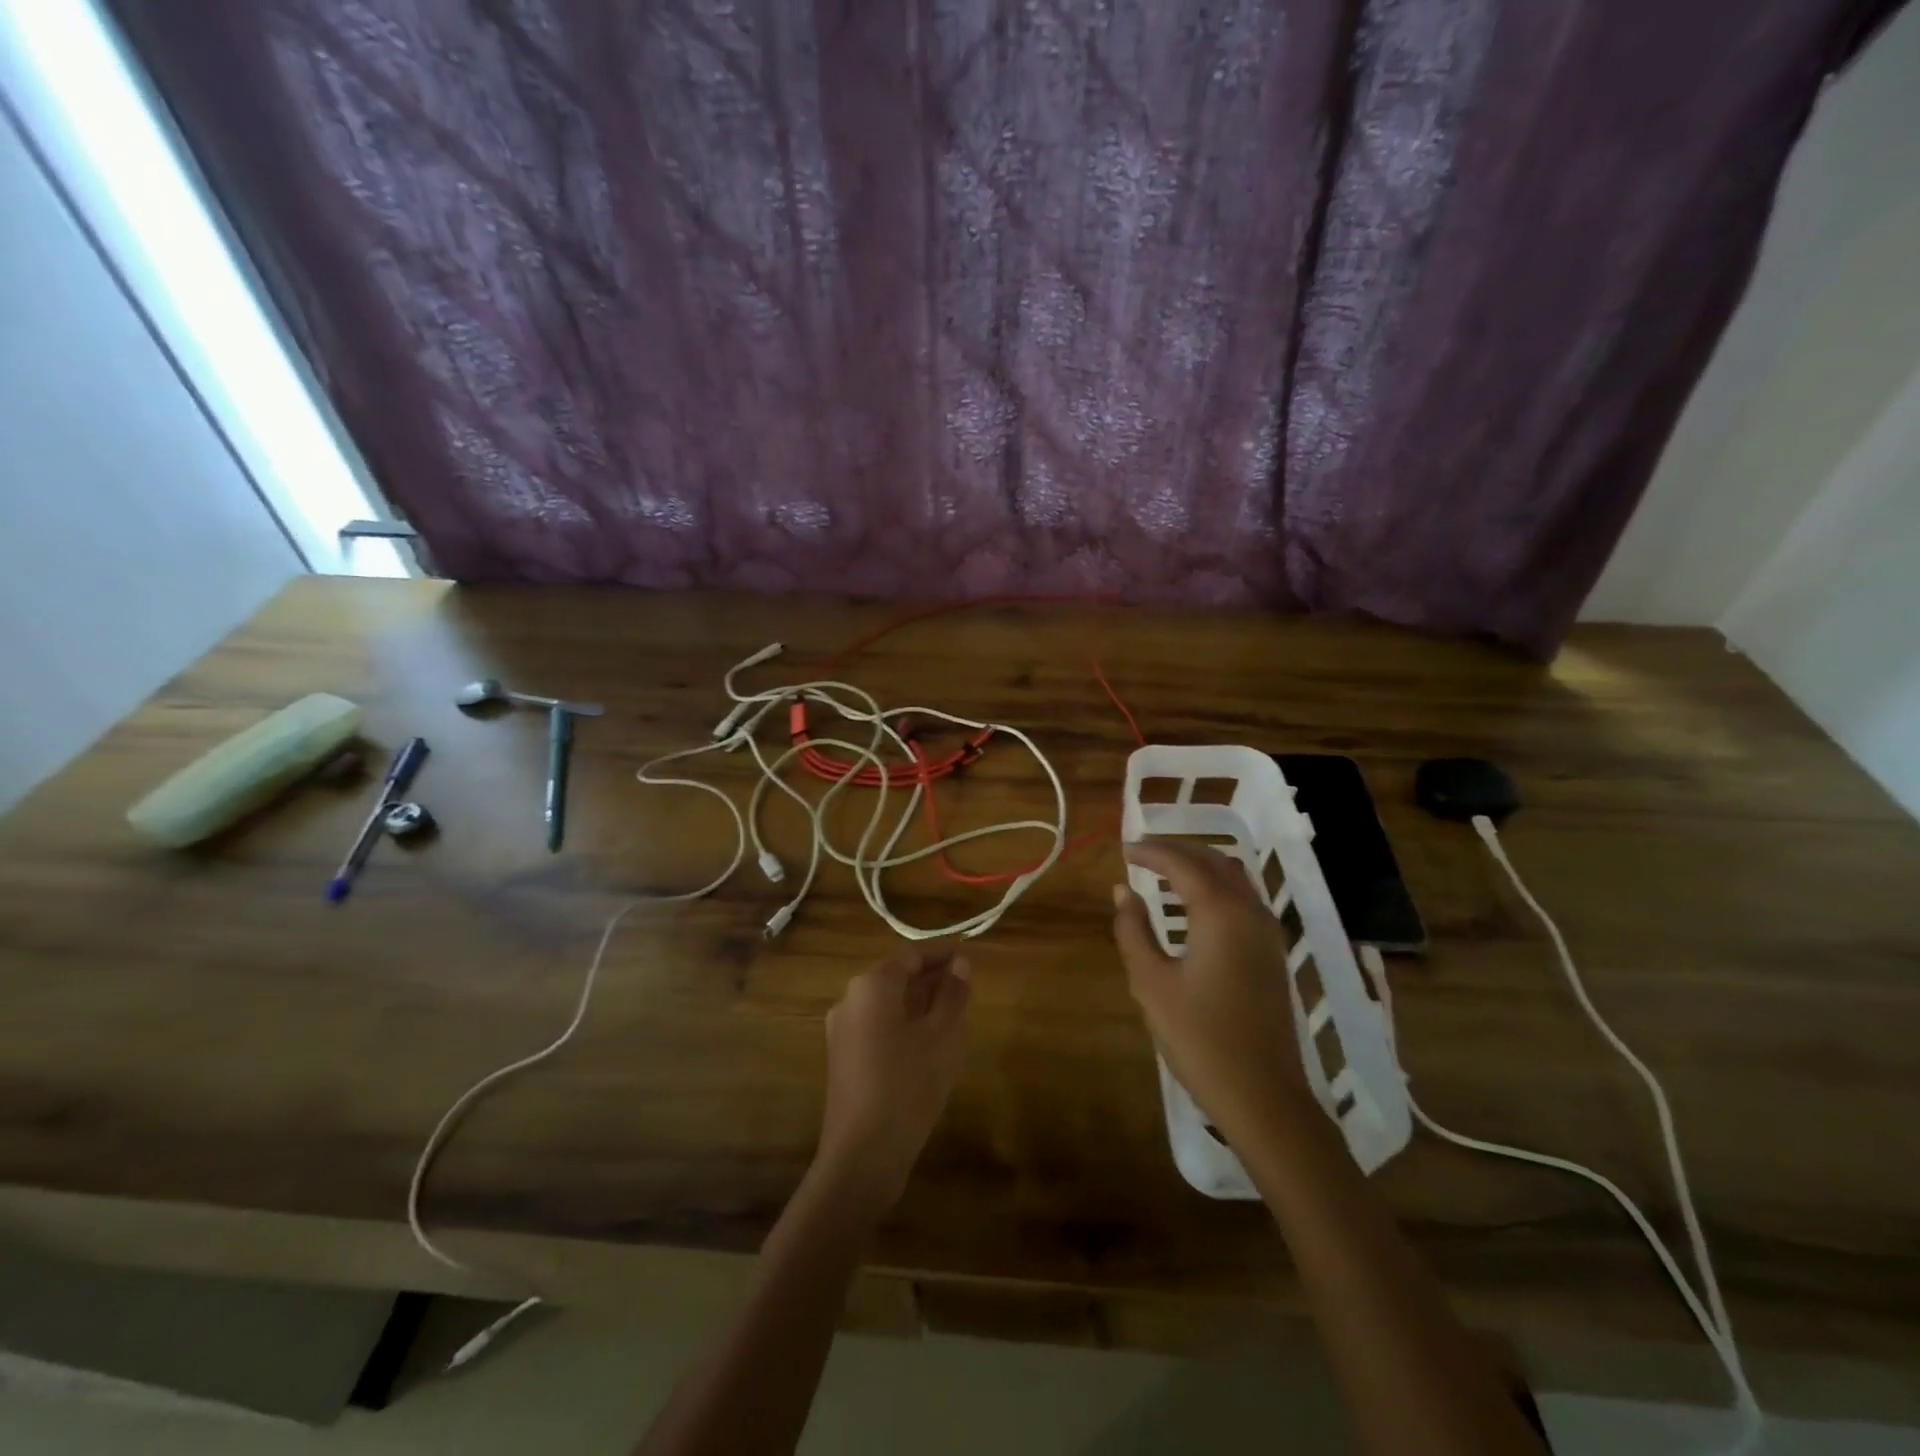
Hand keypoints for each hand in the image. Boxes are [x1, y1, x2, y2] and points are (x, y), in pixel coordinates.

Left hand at [816, 946, 971, 1212]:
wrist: (863, 1154)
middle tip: (965, 987)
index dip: (941, 955)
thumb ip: (953, 994)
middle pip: (896, 979)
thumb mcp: (942, 1035)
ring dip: (919, 1004)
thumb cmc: (908, 1084)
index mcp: (872, 986)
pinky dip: (904, 1026)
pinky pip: (878, 1028)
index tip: (968, 957)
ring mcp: (842, 1032)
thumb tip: (961, 964)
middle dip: (931, 980)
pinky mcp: (843, 1059)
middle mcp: (850, 1000)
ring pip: (887, 1005)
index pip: (911, 957)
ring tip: (953, 1015)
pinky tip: (928, 1046)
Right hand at [1112, 839, 1315, 1148]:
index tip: (1124, 849)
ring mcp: (1268, 933)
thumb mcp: (1151, 983)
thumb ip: (1134, 930)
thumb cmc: (1199, 1038)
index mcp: (1220, 913)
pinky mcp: (1273, 953)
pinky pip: (1244, 899)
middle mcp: (1250, 912)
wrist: (1262, 1096)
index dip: (1151, 852)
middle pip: (1214, 861)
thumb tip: (1124, 892)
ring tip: (1165, 870)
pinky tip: (1195, 903)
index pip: (1182, 864)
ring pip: (1235, 877)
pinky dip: (1217, 886)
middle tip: (1142, 852)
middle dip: (1177, 850)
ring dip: (1200, 865)